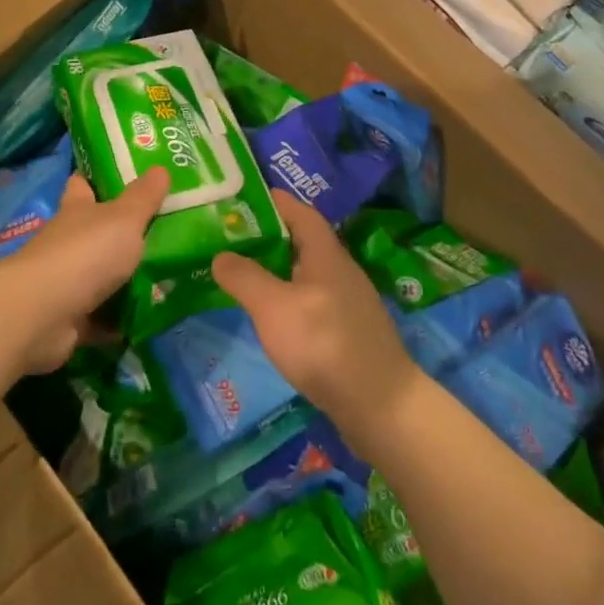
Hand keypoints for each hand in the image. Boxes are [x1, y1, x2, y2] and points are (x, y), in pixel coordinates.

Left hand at [0, 168, 168, 372]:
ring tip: (166, 278)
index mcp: (76, 210)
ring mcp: (64, 282)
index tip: (123, 176)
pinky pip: (99, 318)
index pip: (82, 185)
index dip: (98, 178)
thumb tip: (161, 167)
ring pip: (98, 276)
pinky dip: (117, 321)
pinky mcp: (67, 319)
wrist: (42, 315)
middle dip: (120, 233)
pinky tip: (146, 320)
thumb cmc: (85, 253)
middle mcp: (67, 242)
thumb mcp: (124, 219)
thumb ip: (144, 197)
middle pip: (93, 232)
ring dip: (122, 280)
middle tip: (163, 231)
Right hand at [212, 192, 422, 449]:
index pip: (299, 212)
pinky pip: (312, 300)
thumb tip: (221, 255)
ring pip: (305, 273)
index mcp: (325, 254)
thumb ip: (244, 278)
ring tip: (243, 274)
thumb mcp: (274, 307)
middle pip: (302, 241)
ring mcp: (347, 303)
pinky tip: (272, 316)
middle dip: (268, 236)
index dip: (273, 201)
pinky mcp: (348, 332)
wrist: (382, 406)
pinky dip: (288, 298)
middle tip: (230, 237)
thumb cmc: (324, 344)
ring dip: (276, 269)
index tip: (241, 198)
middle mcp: (340, 270)